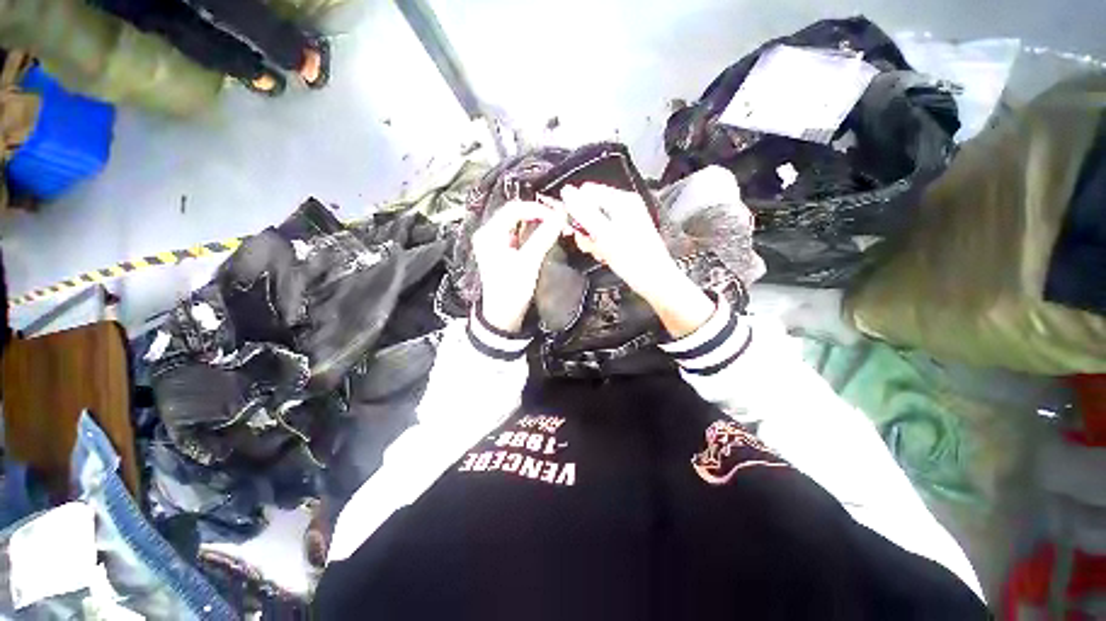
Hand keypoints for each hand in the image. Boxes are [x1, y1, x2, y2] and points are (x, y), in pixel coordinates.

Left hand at [473, 200, 566, 332]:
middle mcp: (489, 235)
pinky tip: (544, 237)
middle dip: (538, 215)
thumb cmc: (511, 290)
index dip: (537, 209)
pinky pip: (518, 236)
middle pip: (515, 214)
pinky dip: (532, 234)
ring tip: (554, 227)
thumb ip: (544, 237)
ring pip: (518, 224)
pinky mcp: (502, 253)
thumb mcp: (528, 262)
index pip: (515, 209)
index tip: (556, 216)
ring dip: (536, 224)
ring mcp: (495, 244)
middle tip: (557, 221)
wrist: (503, 316)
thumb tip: (560, 217)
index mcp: (490, 234)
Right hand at [557, 183, 714, 337]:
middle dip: (584, 229)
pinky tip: (604, 256)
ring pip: (595, 224)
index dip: (575, 209)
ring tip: (599, 253)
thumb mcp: (604, 235)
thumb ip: (583, 213)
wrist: (655, 281)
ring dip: (591, 240)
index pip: (587, 192)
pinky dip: (600, 245)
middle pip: (590, 208)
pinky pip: (604, 234)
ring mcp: (625, 221)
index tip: (573, 229)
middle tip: (589, 245)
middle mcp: (624, 206)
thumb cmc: (633, 259)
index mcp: (622, 200)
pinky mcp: (625, 235)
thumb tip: (566, 191)